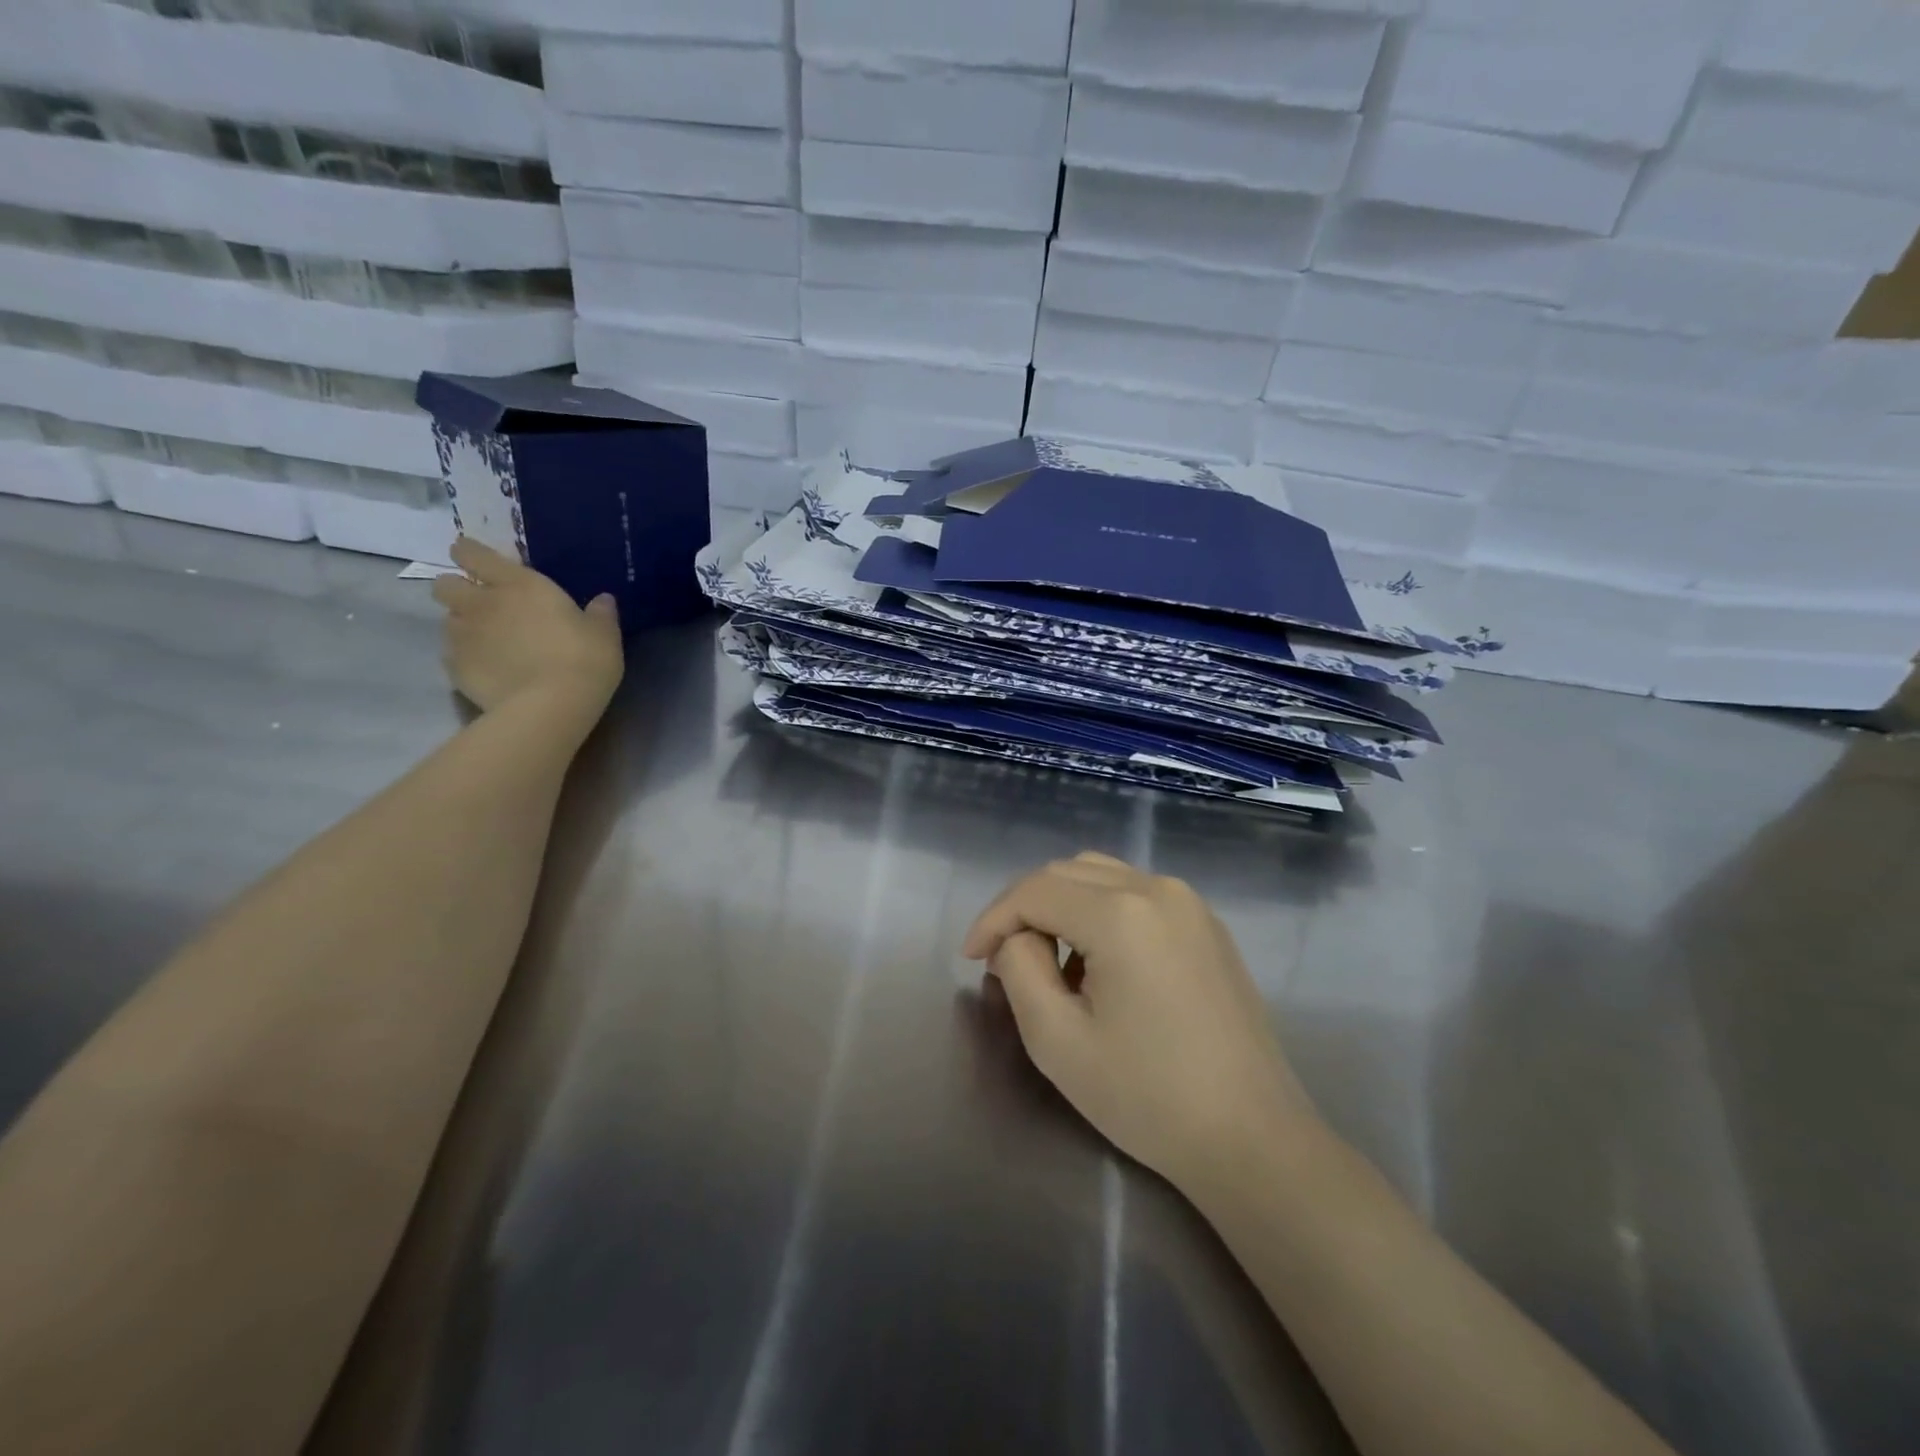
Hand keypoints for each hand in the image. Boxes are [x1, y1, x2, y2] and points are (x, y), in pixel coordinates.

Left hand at [430, 538, 622, 718]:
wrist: (550, 706)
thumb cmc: (583, 660)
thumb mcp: (604, 635)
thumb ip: (600, 614)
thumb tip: (603, 600)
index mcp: (518, 584)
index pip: (472, 553)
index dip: (470, 553)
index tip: (478, 562)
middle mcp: (482, 603)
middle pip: (445, 584)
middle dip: (458, 590)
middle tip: (484, 606)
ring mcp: (463, 636)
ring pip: (447, 620)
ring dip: (464, 626)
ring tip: (490, 643)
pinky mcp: (455, 668)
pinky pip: (452, 655)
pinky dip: (466, 659)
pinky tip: (489, 671)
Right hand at [964, 852, 1318, 1192]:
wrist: (1253, 1139)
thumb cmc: (1148, 1096)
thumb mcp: (1057, 1040)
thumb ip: (1019, 970)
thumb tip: (1017, 939)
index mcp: (1121, 913)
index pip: (1034, 891)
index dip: (993, 919)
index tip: (971, 959)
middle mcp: (1158, 889)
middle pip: (1067, 873)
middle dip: (1024, 909)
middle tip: (1002, 959)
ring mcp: (1190, 904)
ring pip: (1102, 876)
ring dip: (1061, 906)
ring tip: (1048, 961)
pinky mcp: (1207, 925)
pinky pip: (1137, 895)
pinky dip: (1100, 912)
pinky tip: (1098, 962)